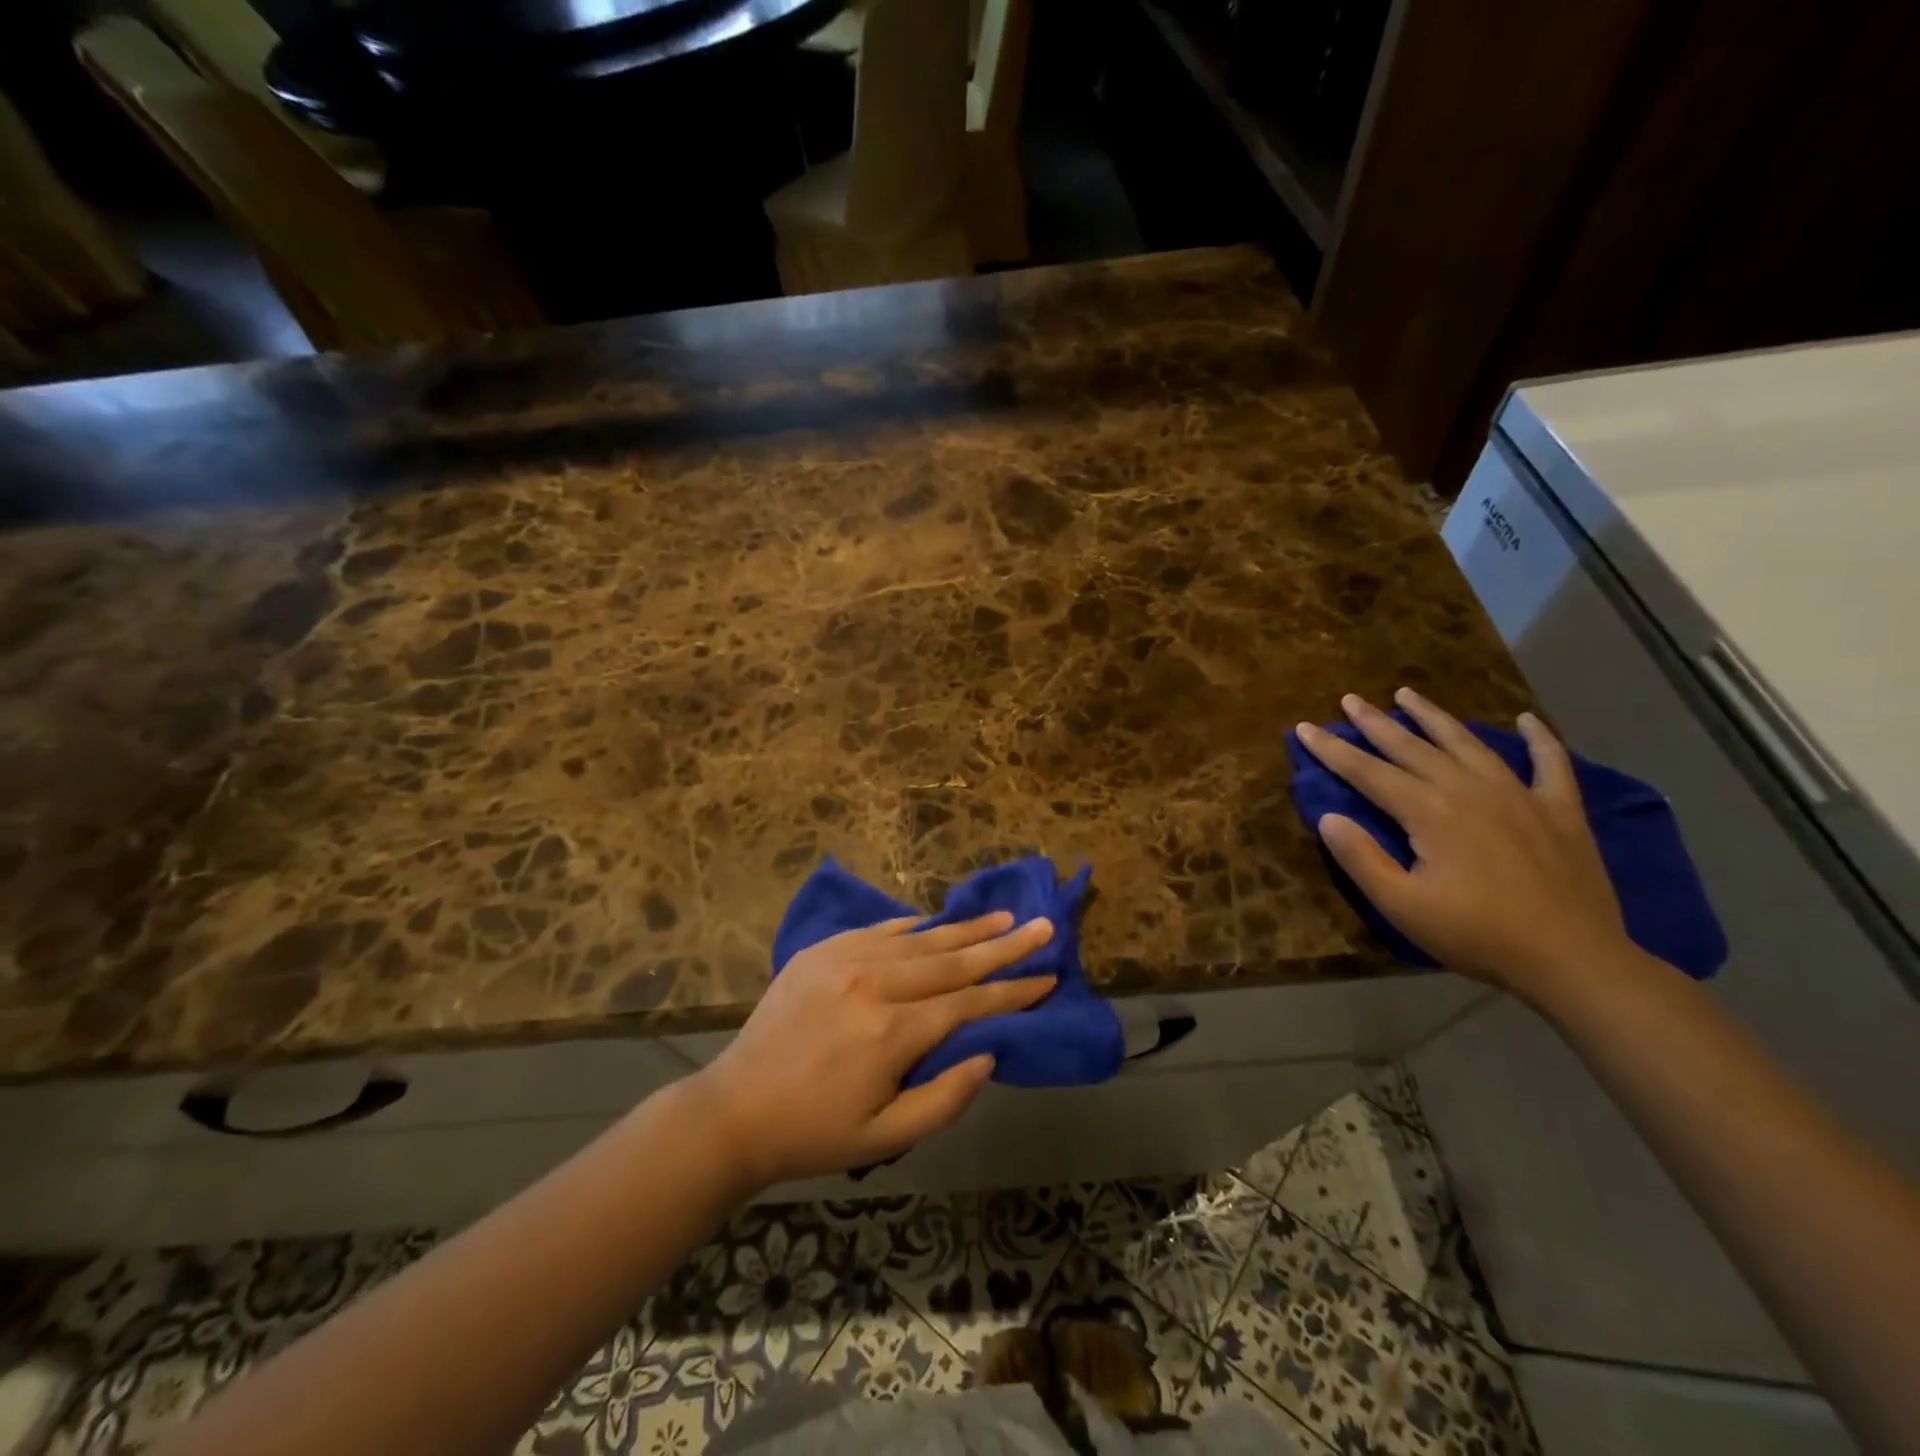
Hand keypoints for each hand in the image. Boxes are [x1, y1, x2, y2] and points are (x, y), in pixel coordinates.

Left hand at [691, 913, 1055, 1187]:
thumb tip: (988, 1053)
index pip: (969, 1003)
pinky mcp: (822, 951)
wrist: (735, 1109)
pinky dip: (913, 926)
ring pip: (920, 939)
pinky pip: (879, 930)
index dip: (1013, 991)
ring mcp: (845, 959)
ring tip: (1003, 916)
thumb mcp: (886, 1138)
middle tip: (1044, 926)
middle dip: (1003, 945)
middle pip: (952, 960)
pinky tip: (936, 921)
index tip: (1048, 976)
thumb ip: (945, 1098)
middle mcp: (874, 983)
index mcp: (892, 1032)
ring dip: (965, 928)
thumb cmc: (814, 1132)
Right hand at [1295, 688, 1631, 1000]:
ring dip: (1434, 717)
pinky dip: (1540, 739)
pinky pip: (1551, 764)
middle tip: (1350, 699)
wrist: (1574, 961)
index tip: (1304, 728)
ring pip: (1468, 743)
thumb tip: (1328, 816)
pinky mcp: (1560, 811)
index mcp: (1430, 812)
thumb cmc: (1477, 935)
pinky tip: (1528, 720)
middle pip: (1412, 747)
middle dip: (1376, 722)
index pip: (1368, 772)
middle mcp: (1470, 790)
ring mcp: (1520, 795)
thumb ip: (1361, 859)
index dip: (1333, 749)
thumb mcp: (1403, 906)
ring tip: (1408, 694)